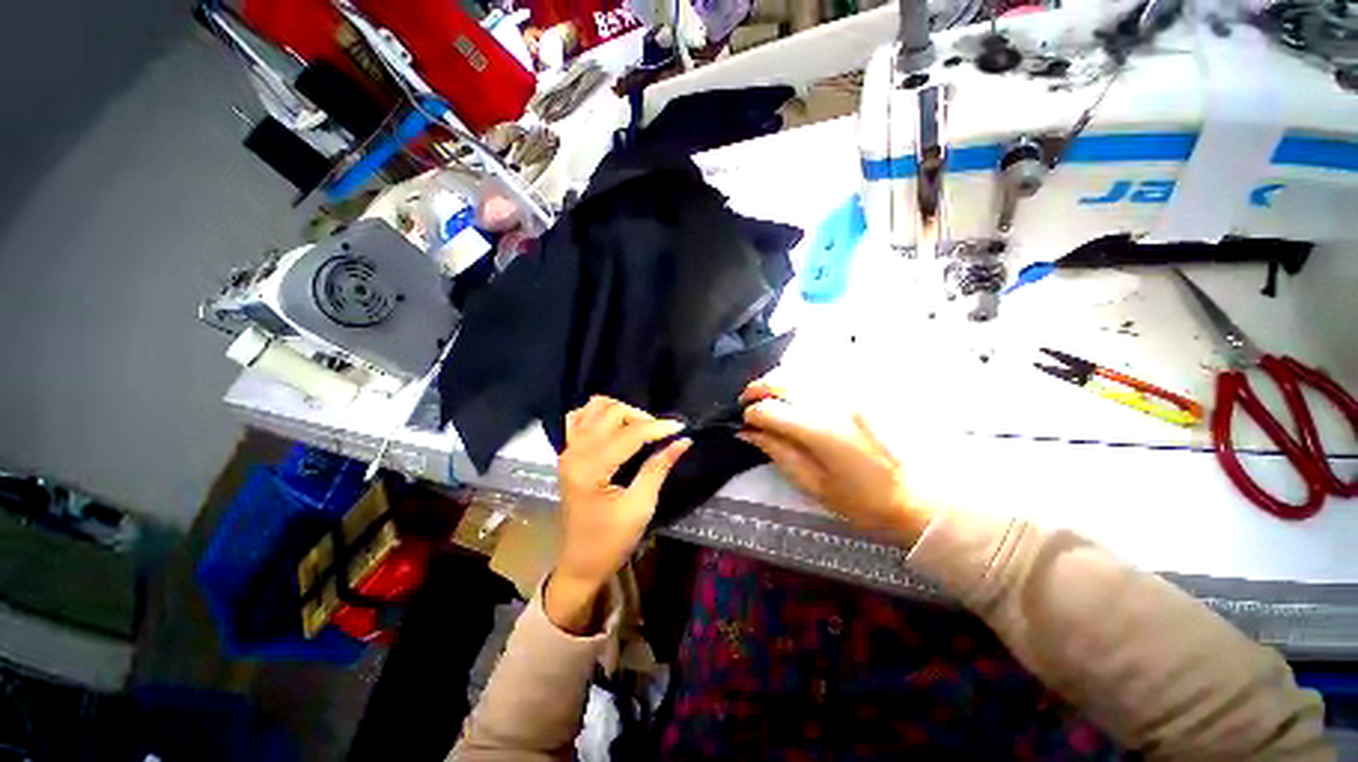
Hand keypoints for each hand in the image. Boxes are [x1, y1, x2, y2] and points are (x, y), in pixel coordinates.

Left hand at [546, 397, 690, 633]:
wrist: (580, 563)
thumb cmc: (611, 541)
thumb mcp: (640, 506)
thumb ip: (658, 468)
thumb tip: (682, 441)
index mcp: (590, 468)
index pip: (629, 434)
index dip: (658, 428)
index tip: (682, 428)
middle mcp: (575, 452)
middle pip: (611, 412)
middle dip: (641, 417)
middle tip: (662, 434)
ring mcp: (568, 450)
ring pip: (595, 408)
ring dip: (621, 411)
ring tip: (641, 428)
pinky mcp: (568, 453)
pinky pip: (580, 418)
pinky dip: (599, 414)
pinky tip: (615, 426)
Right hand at [738, 380, 934, 546]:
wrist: (920, 497)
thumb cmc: (864, 501)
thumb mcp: (814, 485)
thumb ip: (777, 452)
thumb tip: (747, 431)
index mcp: (821, 429)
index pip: (770, 409)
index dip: (750, 414)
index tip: (744, 424)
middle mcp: (834, 401)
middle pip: (783, 379)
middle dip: (757, 388)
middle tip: (747, 403)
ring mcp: (850, 392)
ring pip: (801, 371)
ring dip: (777, 381)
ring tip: (768, 398)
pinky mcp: (861, 391)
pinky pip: (821, 375)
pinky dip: (800, 380)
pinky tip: (796, 395)